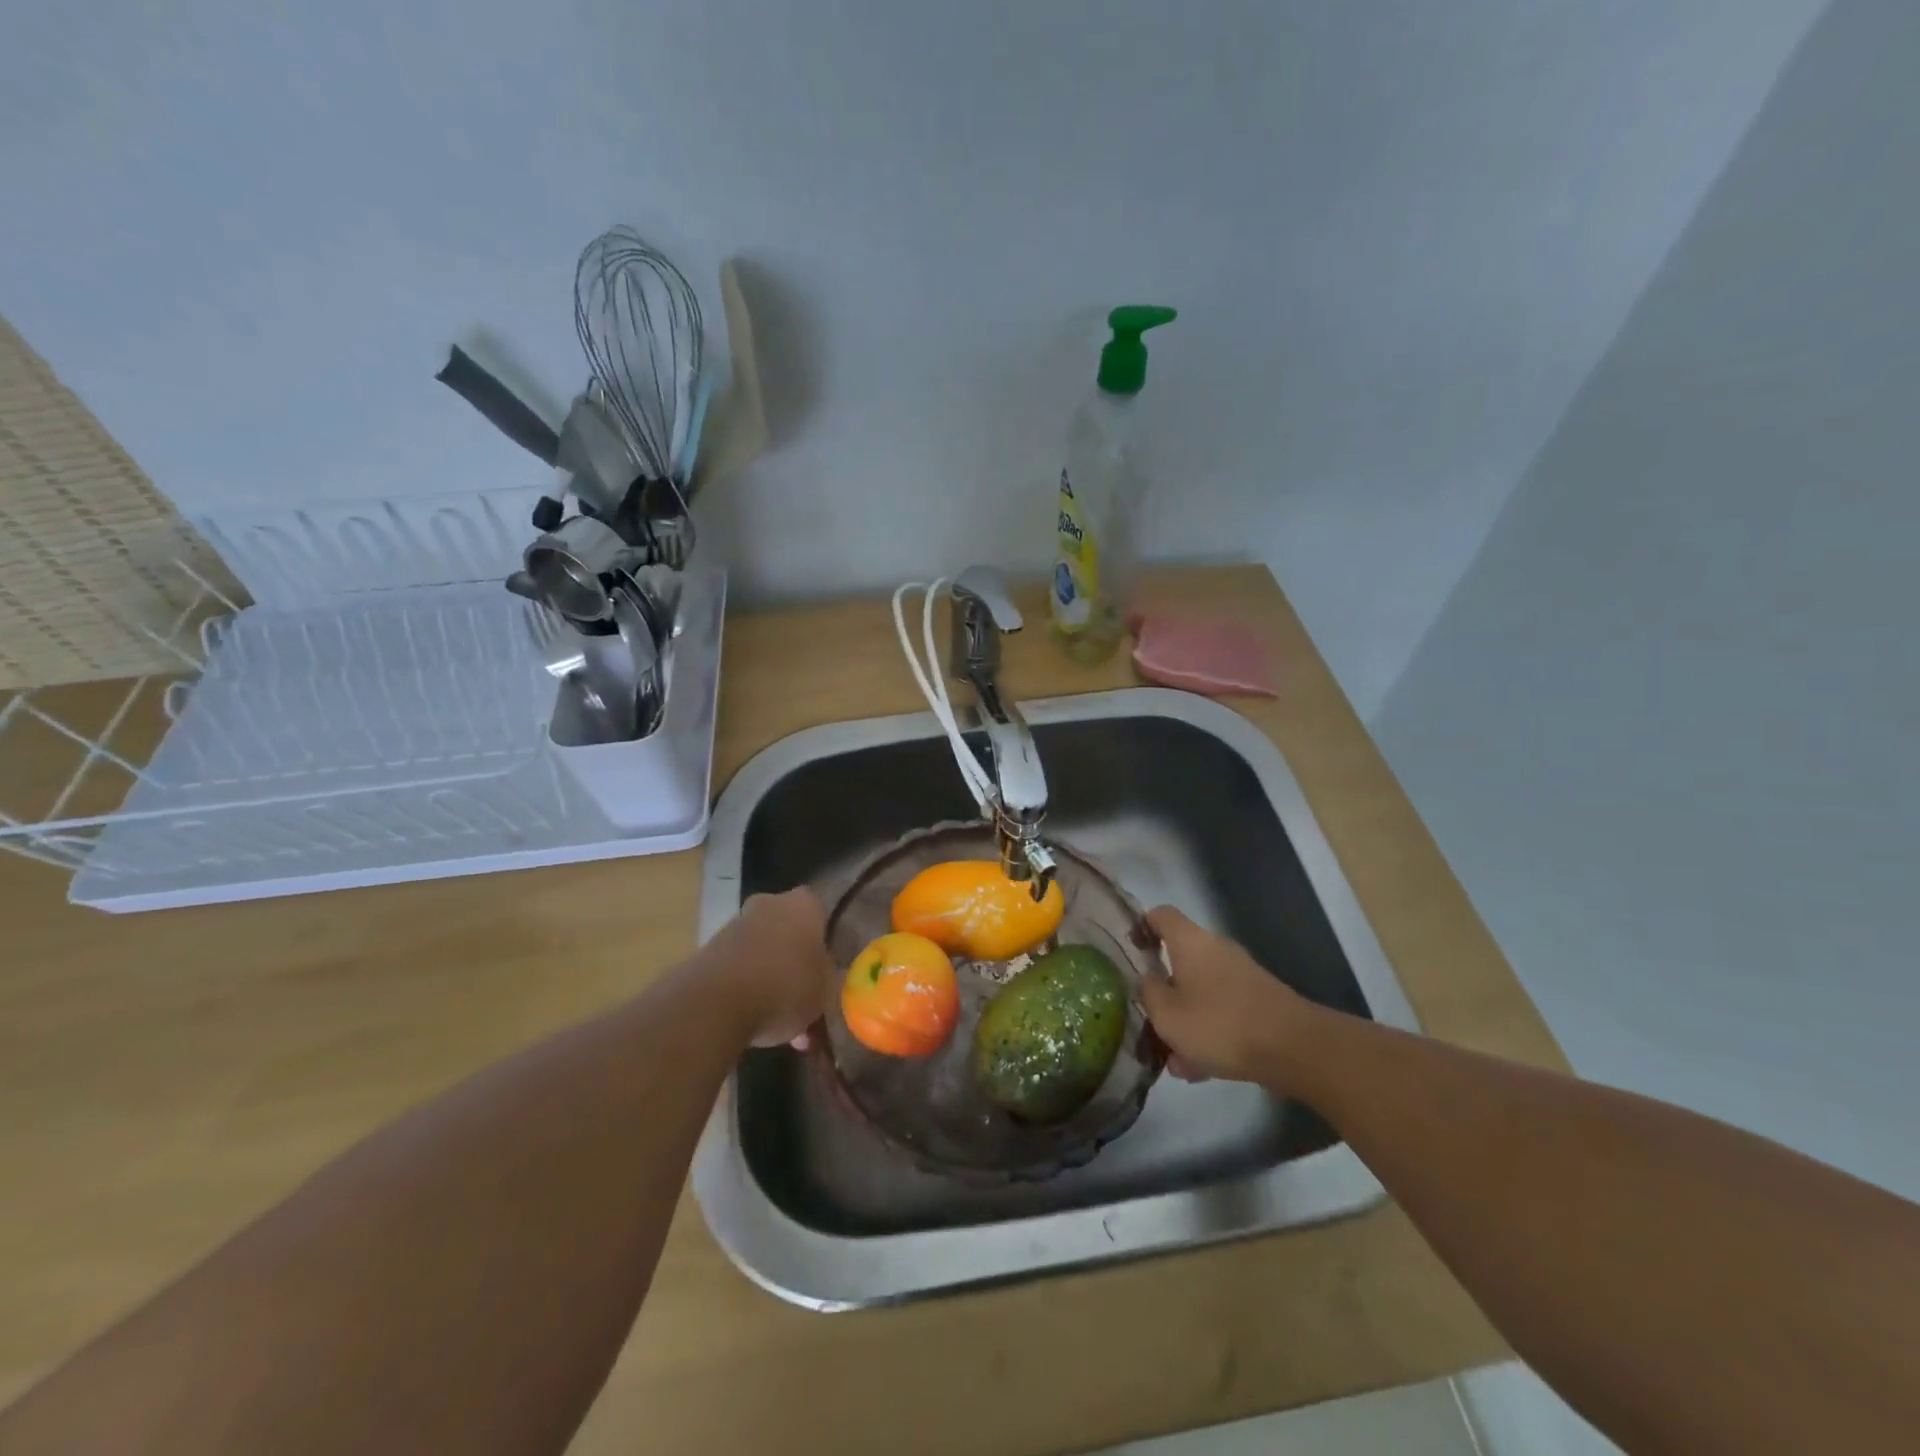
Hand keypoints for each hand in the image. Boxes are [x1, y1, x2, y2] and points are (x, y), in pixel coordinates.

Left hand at [701, 888, 835, 1047]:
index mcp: (804, 904)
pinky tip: (758, 1026)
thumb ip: (828, 976)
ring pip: (764, 951)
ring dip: (772, 978)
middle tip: (807, 994)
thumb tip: (824, 973)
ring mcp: (735, 926)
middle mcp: (769, 904)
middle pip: (790, 931)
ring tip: (783, 1025)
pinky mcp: (710, 951)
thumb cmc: (786, 986)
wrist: (715, 1004)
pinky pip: (740, 969)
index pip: (822, 911)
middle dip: (797, 960)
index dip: (827, 939)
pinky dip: (749, 990)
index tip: (830, 965)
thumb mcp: (826, 989)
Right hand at [1137, 906, 1313, 1086]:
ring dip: (1185, 1020)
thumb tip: (1146, 980)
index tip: (1132, 950)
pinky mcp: (1259, 1001)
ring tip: (1175, 1060)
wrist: (1294, 1048)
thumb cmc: (1220, 1024)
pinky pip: (1222, 1011)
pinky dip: (1209, 1032)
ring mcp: (1241, 975)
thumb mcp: (1167, 1015)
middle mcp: (1216, 949)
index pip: (1160, 914)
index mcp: (1190, 942)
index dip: (1142, 926)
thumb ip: (1148, 993)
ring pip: (1200, 992)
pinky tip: (1202, 1070)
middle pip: (1180, 960)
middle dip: (1163, 991)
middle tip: (1149, 1020)